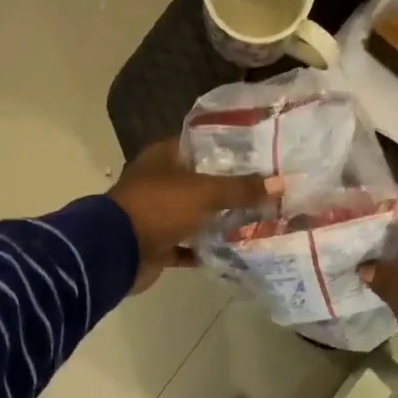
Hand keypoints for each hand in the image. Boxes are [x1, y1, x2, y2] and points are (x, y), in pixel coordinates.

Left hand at [108, 141, 282, 292]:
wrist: (117, 252)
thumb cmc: (159, 208)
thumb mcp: (205, 193)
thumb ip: (241, 189)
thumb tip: (280, 184)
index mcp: (163, 157)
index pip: (200, 145)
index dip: (229, 149)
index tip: (261, 156)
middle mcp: (159, 182)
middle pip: (200, 182)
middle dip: (231, 188)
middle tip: (267, 191)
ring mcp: (157, 214)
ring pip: (195, 215)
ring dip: (220, 221)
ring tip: (258, 221)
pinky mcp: (157, 244)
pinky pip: (187, 246)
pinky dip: (205, 250)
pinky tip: (234, 252)